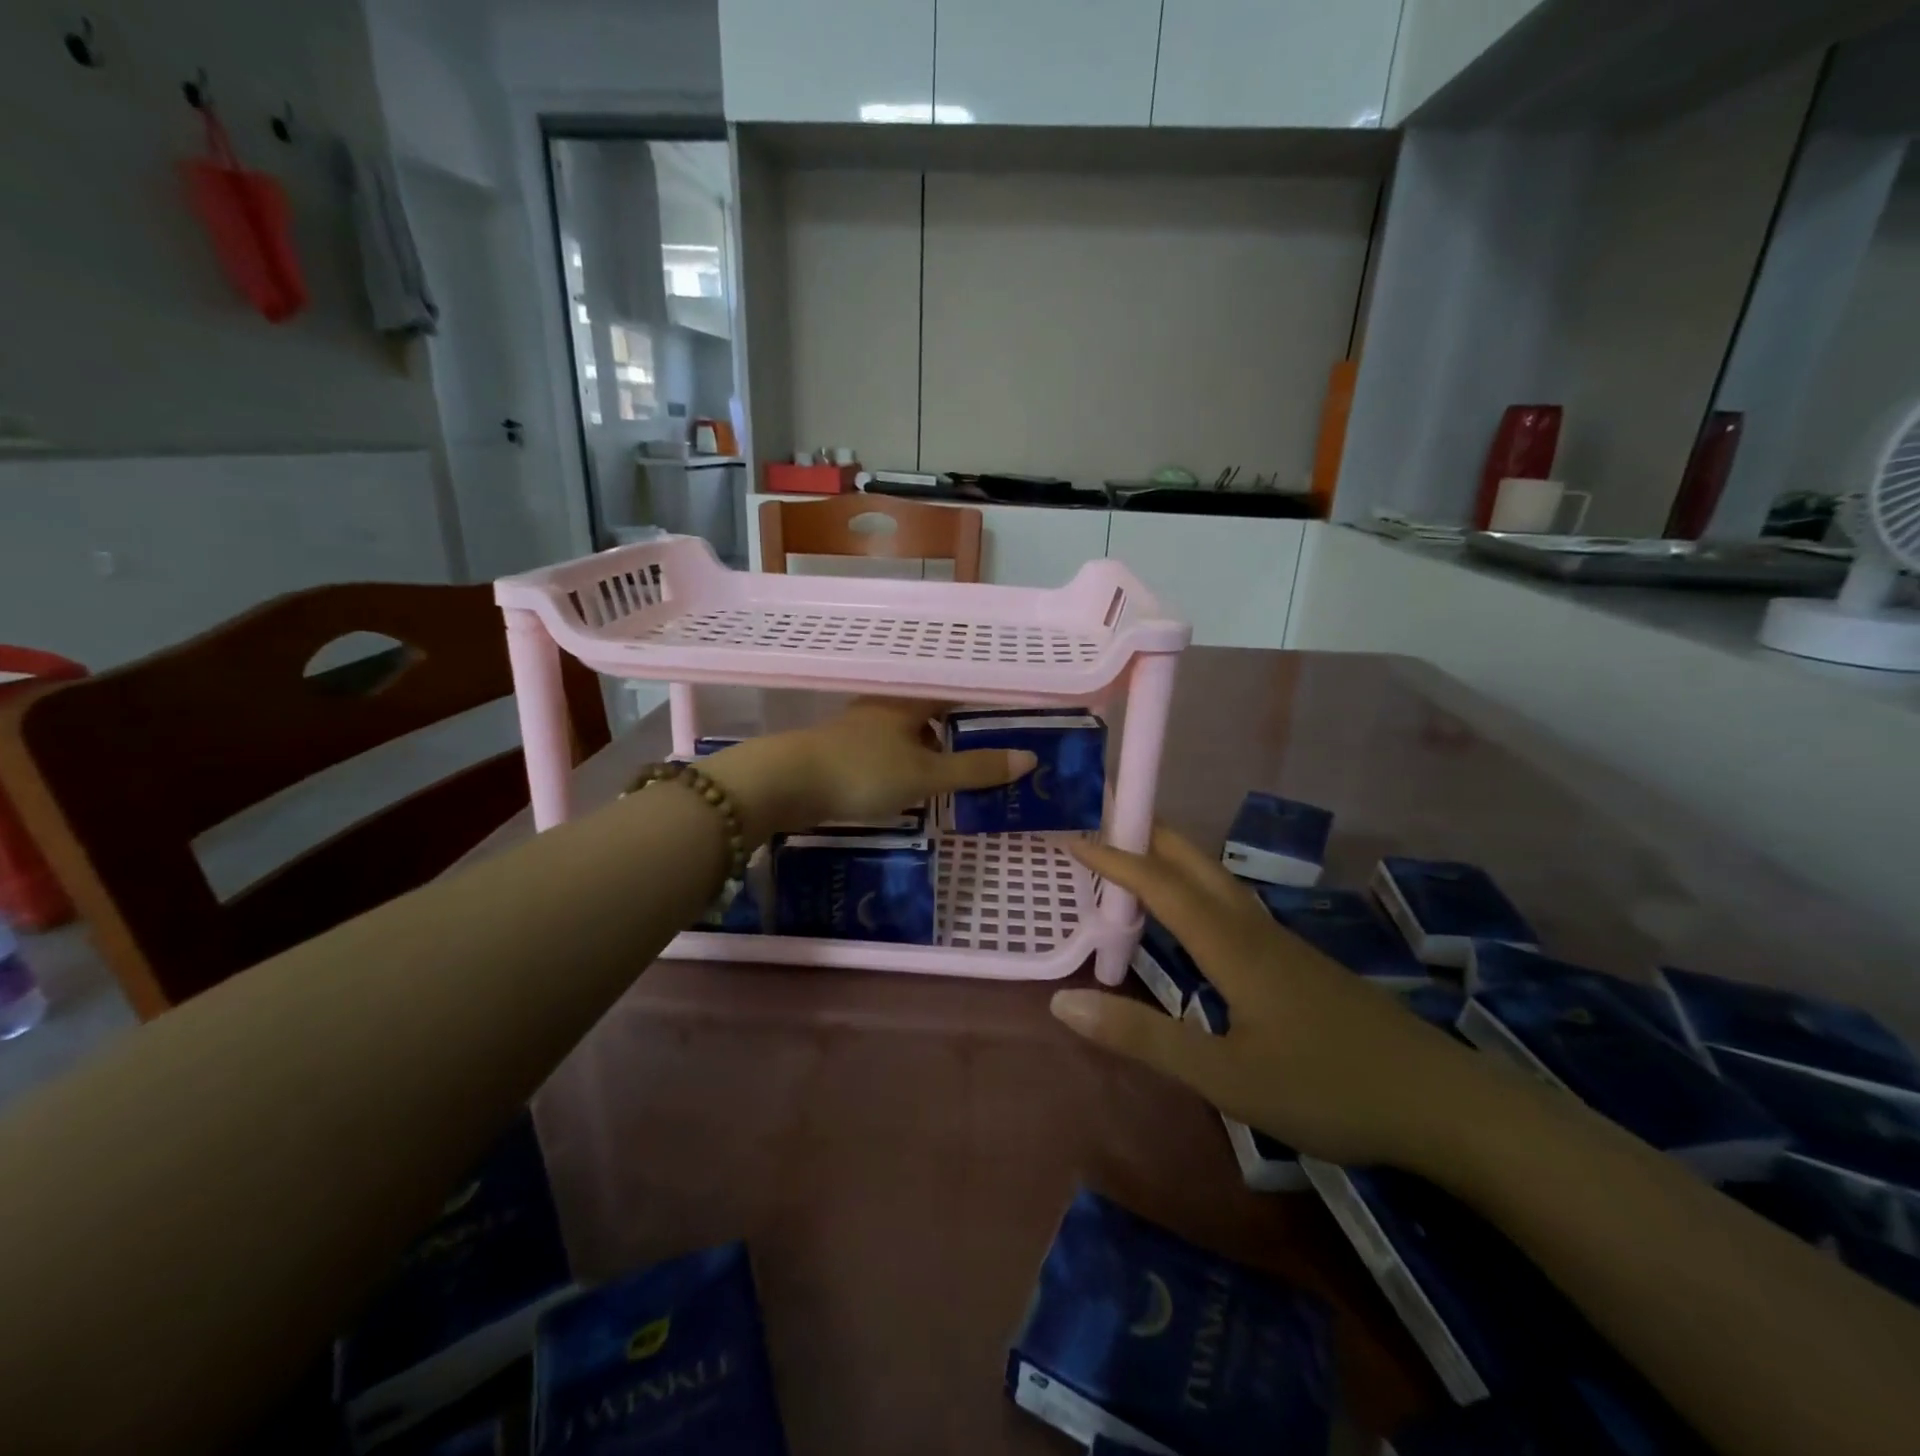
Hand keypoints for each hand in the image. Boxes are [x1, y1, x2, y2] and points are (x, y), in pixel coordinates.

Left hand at [703, 700, 1036, 843]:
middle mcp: (883, 708)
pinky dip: (902, 766)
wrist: (786, 784)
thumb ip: (975, 769)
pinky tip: (908, 789)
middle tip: (984, 754)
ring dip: (927, 752)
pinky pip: (884, 754)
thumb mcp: (927, 775)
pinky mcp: (840, 752)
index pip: (954, 692)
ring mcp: (858, 729)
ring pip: (904, 735)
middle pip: (928, 714)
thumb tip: (1029, 759)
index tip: (1006, 716)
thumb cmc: (864, 771)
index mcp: (908, 702)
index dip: (979, 703)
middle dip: (955, 732)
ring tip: (950, 777)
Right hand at [1053, 827, 1495, 1168]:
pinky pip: (1233, 907)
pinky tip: (1198, 919)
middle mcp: (1254, 930)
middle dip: (1149, 835)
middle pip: (1196, 864)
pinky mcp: (1301, 965)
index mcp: (1231, 945)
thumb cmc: (1328, 1089)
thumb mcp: (1224, 1076)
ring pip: (1218, 882)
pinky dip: (1197, 891)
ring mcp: (1283, 945)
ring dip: (1174, 861)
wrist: (1445, 1106)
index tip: (1074, 837)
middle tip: (1106, 820)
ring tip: (1141, 859)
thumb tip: (1064, 1001)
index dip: (1115, 860)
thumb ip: (1143, 1038)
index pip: (1161, 886)